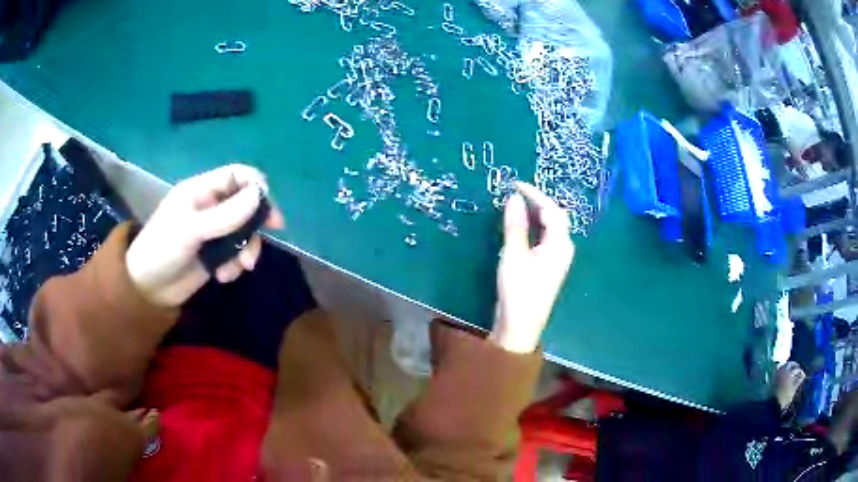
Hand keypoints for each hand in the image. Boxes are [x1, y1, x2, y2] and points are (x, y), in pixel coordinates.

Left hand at [126, 164, 283, 307]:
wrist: (148, 288)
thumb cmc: (162, 249)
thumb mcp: (191, 230)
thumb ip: (224, 215)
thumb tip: (259, 196)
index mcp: (201, 190)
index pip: (236, 176)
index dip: (256, 186)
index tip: (269, 206)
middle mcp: (210, 207)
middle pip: (245, 204)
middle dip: (255, 222)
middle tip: (272, 233)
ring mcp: (213, 232)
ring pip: (244, 231)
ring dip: (247, 248)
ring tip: (240, 267)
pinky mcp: (214, 254)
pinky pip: (236, 253)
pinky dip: (236, 265)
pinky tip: (224, 277)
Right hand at [489, 182, 574, 353]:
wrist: (520, 327)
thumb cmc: (519, 290)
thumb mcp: (514, 254)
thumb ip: (515, 225)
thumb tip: (514, 197)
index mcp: (560, 244)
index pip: (552, 210)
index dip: (535, 194)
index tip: (515, 184)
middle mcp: (562, 249)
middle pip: (554, 217)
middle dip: (536, 202)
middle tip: (514, 192)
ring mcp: (555, 259)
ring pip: (548, 228)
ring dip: (534, 214)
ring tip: (515, 204)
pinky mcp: (546, 267)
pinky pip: (542, 239)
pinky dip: (531, 228)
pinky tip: (518, 226)